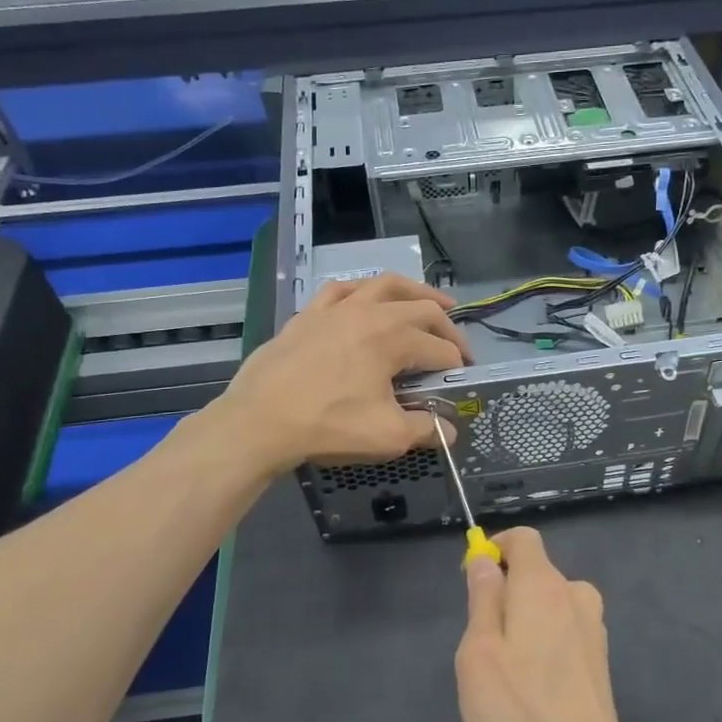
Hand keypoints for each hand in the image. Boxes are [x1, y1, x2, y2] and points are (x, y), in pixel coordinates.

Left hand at [218, 273, 471, 473]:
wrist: (259, 421)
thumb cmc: (328, 425)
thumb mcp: (387, 436)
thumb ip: (425, 429)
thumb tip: (449, 431)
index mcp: (394, 338)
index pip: (440, 349)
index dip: (457, 366)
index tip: (462, 380)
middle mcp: (371, 312)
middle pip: (423, 309)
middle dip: (448, 327)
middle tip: (457, 347)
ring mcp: (337, 308)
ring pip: (385, 285)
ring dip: (414, 291)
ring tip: (429, 301)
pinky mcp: (309, 314)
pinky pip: (341, 290)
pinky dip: (362, 291)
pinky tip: (366, 298)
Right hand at [455, 528, 644, 721]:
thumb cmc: (518, 715)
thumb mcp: (479, 653)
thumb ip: (482, 598)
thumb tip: (484, 559)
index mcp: (544, 585)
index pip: (523, 538)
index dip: (495, 549)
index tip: (472, 583)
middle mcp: (575, 595)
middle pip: (534, 572)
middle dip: (504, 594)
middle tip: (481, 648)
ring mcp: (593, 629)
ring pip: (547, 605)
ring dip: (523, 623)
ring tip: (506, 677)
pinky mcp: (600, 660)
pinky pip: (563, 632)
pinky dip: (543, 645)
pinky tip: (534, 693)